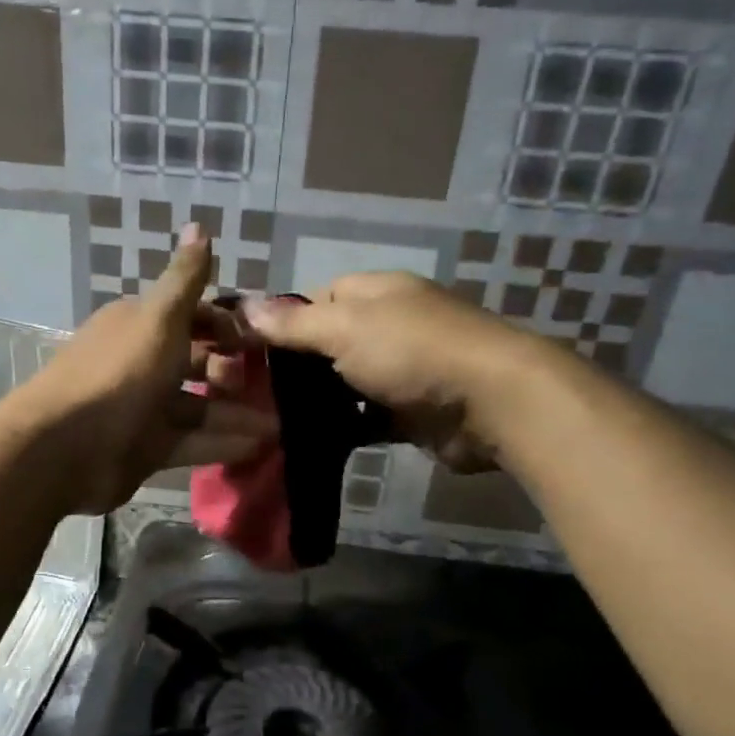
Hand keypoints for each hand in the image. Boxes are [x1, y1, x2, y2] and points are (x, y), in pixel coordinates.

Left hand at [16, 226, 275, 512]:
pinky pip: (192, 442)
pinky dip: (222, 443)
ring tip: (280, 424)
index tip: (261, 338)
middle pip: (196, 363)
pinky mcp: (147, 449)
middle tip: (272, 384)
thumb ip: (184, 279)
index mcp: (140, 325)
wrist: (66, 447)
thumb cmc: (119, 373)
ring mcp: (144, 409)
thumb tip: (200, 224)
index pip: (190, 317)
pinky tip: (259, 446)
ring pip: (199, 407)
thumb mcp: (158, 318)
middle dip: (233, 371)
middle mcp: (142, 364)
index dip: (225, 324)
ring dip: (236, 413)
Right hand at [243, 272, 522, 472]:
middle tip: (254, 394)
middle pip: (333, 342)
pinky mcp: (411, 412)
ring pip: (348, 383)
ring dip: (319, 401)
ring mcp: (404, 370)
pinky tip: (310, 442)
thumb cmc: (413, 352)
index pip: (321, 297)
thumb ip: (295, 323)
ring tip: (271, 422)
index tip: (253, 350)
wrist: (490, 403)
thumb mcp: (345, 328)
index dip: (288, 320)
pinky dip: (345, 428)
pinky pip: (367, 418)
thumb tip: (244, 305)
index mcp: (378, 293)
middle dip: (298, 367)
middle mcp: (391, 326)